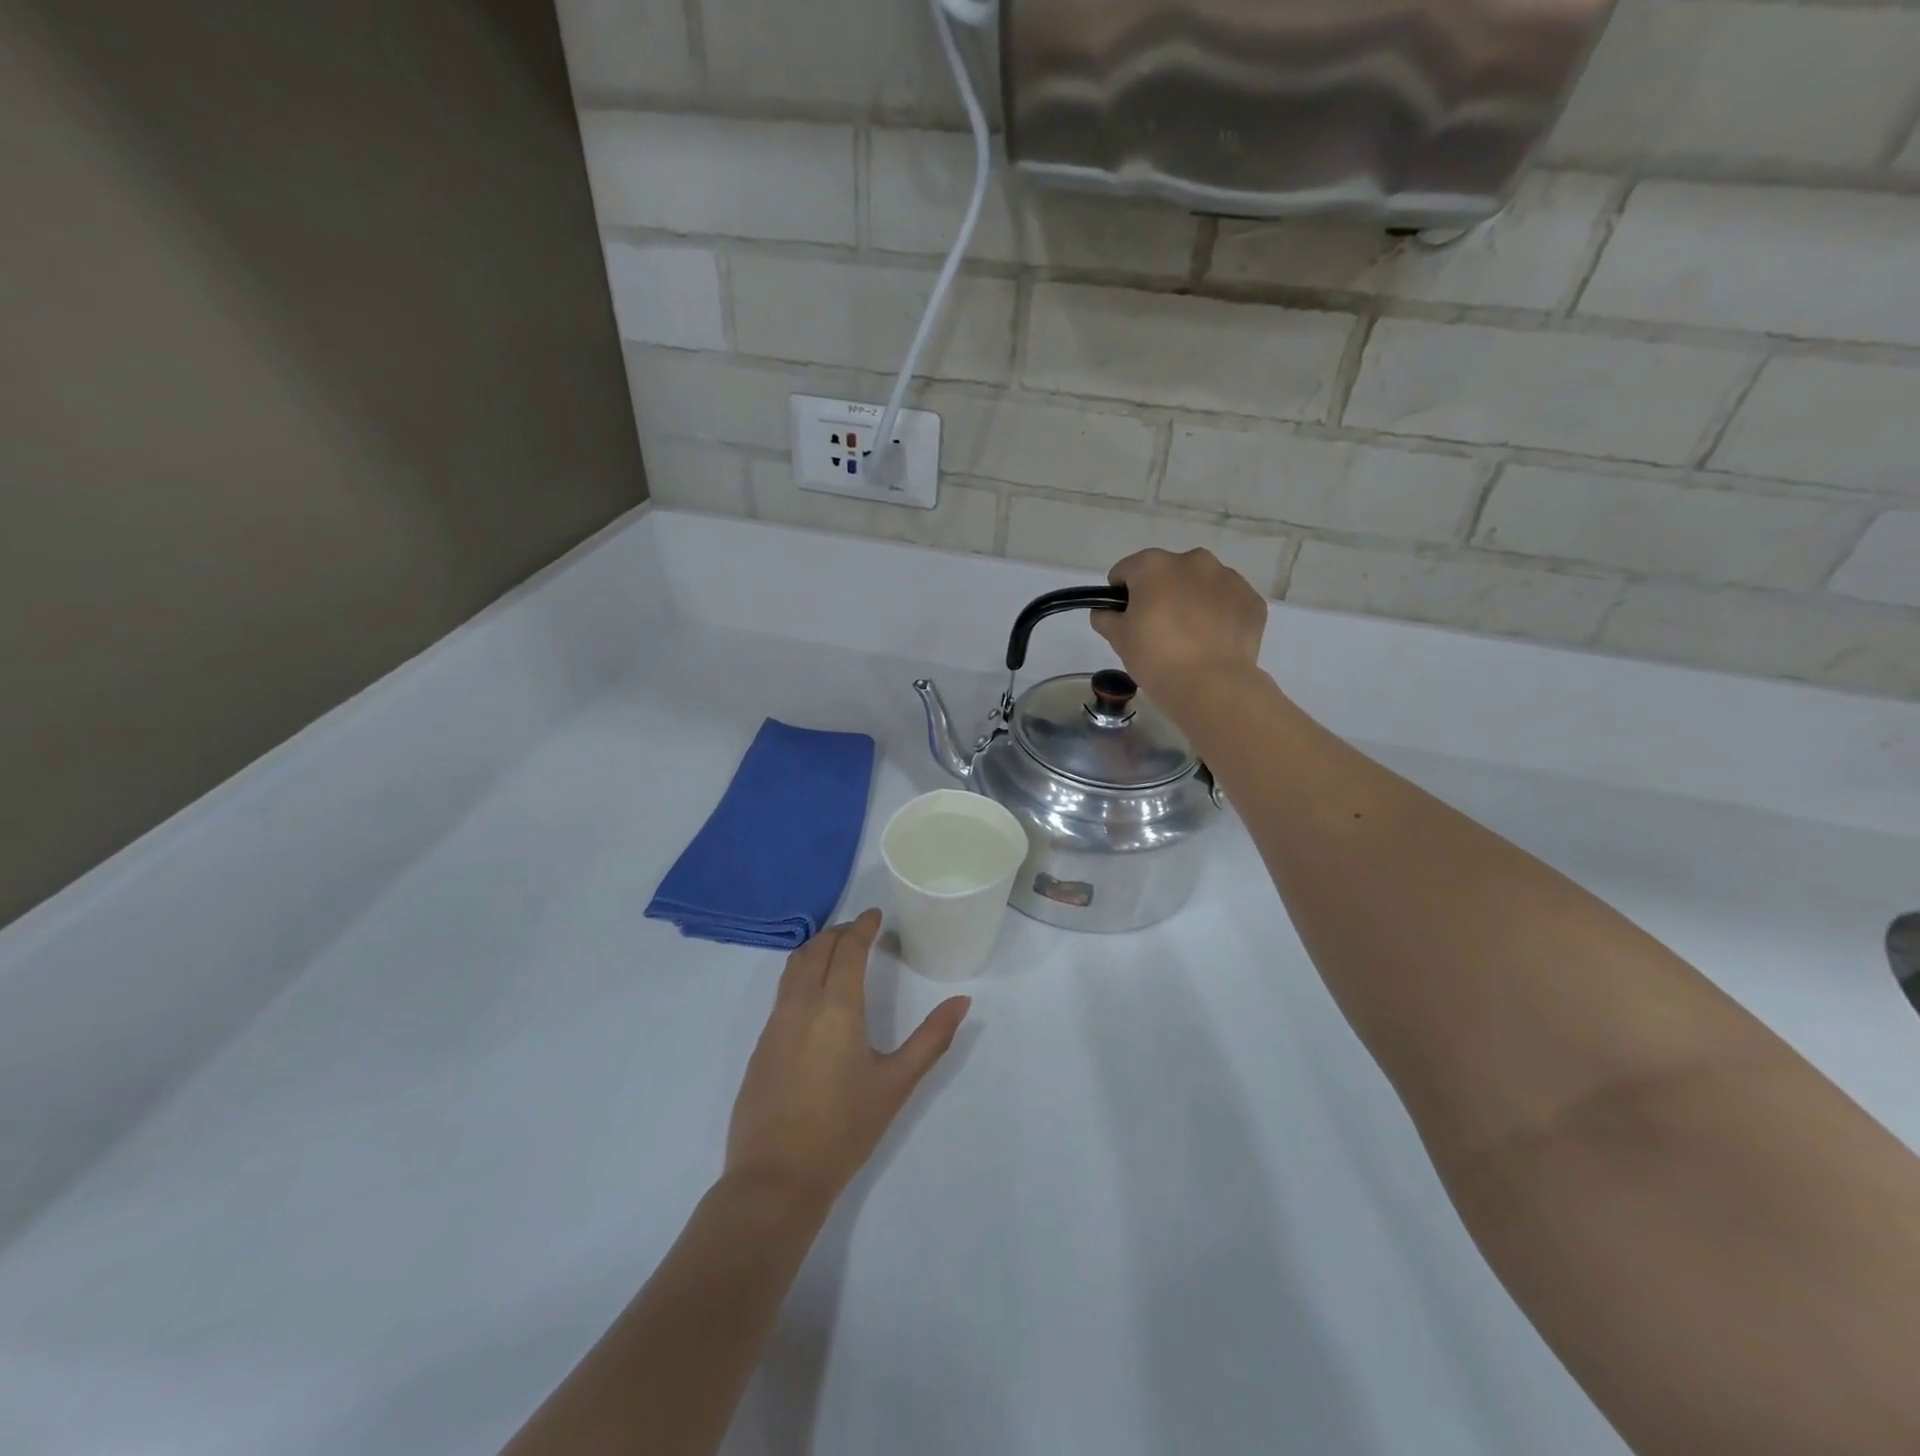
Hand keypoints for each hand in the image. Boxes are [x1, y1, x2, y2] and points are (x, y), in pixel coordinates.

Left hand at [726, 910, 970, 1209]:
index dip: (862, 926)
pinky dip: (801, 975)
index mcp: (836, 1007)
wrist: (776, 1178)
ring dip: (816, 949)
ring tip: (836, 952)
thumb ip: (931, 1039)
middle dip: (839, 933)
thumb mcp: (896, 1083)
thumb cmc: (844, 1129)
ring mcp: (775, 1024)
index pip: (848, 949)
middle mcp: (801, 1004)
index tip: (875, 915)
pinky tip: (814, 996)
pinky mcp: (760, 1045)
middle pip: (817, 949)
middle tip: (859, 930)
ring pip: (794, 967)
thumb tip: (962, 1001)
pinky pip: (782, 992)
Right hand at [1092, 548, 1267, 704]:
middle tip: (1158, 631)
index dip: (1120, 595)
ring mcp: (1227, 577)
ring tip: (1190, 638)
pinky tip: (1213, 642)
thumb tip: (1105, 611)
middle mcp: (1193, 560)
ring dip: (1192, 601)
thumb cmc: (1156, 658)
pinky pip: (1227, 601)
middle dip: (1160, 594)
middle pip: (1166, 573)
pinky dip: (1219, 615)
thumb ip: (1105, 617)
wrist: (1212, 685)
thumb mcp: (1118, 640)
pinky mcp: (1251, 599)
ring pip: (1200, 584)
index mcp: (1154, 565)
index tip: (1125, 620)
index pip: (1125, 572)